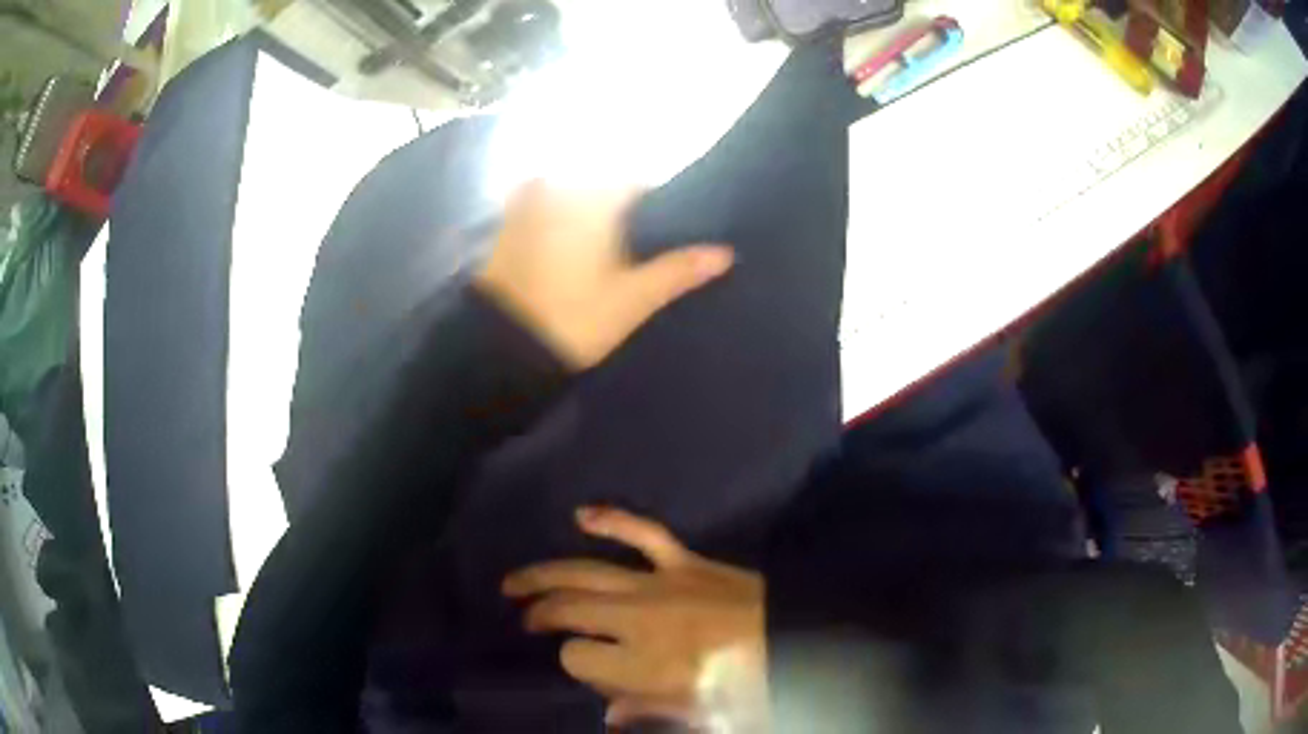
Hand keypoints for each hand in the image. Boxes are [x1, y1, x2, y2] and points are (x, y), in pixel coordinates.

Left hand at [475, 181, 733, 369]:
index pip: (634, 181)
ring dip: (586, 208)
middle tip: (632, 237)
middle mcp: (558, 190)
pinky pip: (539, 206)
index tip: (663, 222)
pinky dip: (556, 217)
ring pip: (569, 193)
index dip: (653, 199)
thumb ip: (677, 271)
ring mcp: (527, 206)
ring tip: (601, 244)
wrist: (502, 347)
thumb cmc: (574, 319)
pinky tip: (565, 246)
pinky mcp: (507, 226)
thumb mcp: (633, 299)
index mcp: (593, 200)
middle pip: (600, 183)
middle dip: (619, 203)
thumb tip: (725, 254)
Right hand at [503, 508, 768, 730]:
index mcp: (644, 665)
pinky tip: (579, 514)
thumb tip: (607, 715)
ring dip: (544, 575)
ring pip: (586, 571)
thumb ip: (647, 711)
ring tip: (514, 583)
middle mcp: (641, 619)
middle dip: (541, 614)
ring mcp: (661, 583)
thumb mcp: (700, 714)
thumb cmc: (752, 686)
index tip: (580, 667)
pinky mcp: (685, 560)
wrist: (803, 639)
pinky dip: (611, 518)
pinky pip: (642, 531)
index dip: (571, 663)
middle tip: (526, 621)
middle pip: (569, 609)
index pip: (575, 657)